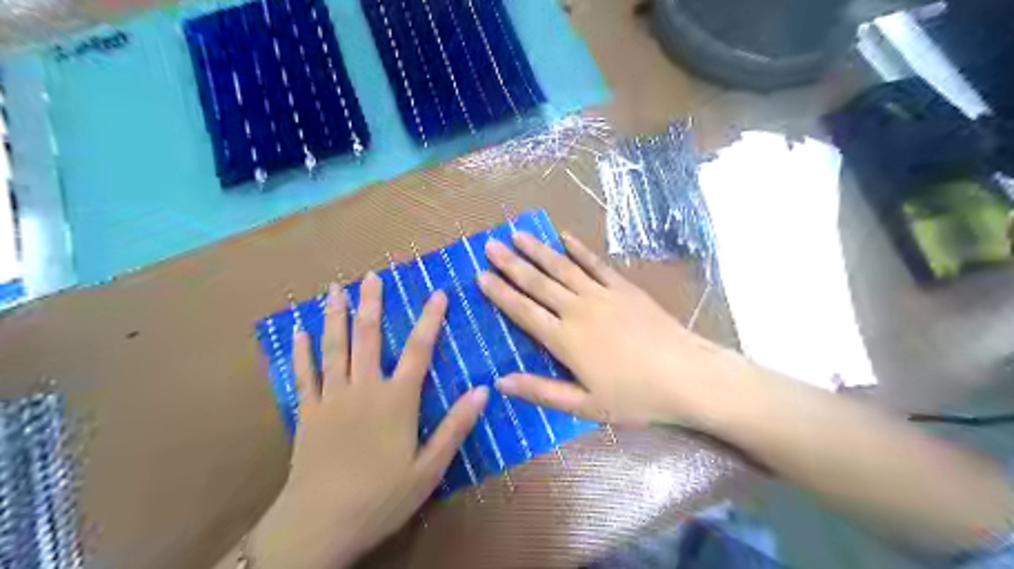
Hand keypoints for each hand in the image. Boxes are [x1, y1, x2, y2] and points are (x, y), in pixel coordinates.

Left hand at [253, 273, 489, 565]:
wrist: (320, 524)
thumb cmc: (382, 496)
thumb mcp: (430, 468)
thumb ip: (455, 426)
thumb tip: (483, 390)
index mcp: (397, 400)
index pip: (418, 349)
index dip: (430, 319)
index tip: (437, 292)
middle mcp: (364, 388)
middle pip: (368, 337)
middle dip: (371, 303)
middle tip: (371, 275)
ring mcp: (331, 398)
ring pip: (334, 347)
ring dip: (335, 315)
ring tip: (334, 289)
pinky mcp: (307, 413)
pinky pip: (303, 375)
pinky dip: (301, 351)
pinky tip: (298, 331)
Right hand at [478, 231, 741, 426]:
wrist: (686, 375)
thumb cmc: (635, 397)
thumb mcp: (585, 406)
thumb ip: (541, 390)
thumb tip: (500, 382)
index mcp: (565, 339)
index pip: (524, 311)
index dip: (500, 293)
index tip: (480, 275)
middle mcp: (578, 309)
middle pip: (538, 282)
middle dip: (511, 263)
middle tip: (490, 245)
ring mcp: (602, 294)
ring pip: (562, 267)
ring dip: (538, 250)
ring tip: (517, 234)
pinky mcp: (623, 287)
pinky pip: (595, 264)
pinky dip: (578, 249)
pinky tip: (564, 237)